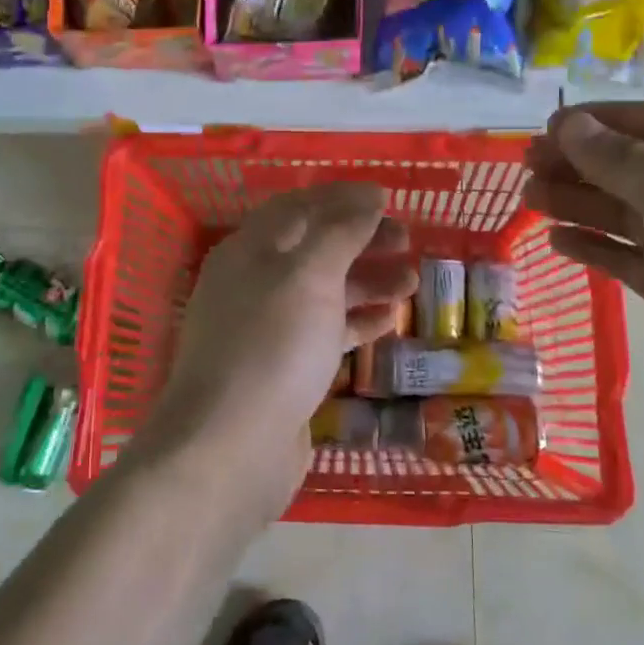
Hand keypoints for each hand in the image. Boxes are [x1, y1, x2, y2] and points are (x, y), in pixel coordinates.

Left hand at [136, 183, 415, 523]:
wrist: (231, 447)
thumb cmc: (271, 346)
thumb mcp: (309, 276)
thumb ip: (340, 232)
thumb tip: (368, 197)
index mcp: (250, 250)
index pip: (299, 207)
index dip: (342, 198)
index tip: (388, 198)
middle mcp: (255, 283)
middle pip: (313, 248)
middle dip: (360, 240)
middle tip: (407, 240)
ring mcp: (268, 328)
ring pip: (323, 292)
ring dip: (367, 282)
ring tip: (412, 283)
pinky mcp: (283, 368)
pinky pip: (324, 333)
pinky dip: (356, 323)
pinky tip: (388, 322)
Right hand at [523, 104, 643, 461]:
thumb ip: (625, 165)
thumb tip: (570, 123)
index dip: (603, 121)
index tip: (549, 128)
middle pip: (635, 168)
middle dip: (581, 162)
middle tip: (527, 166)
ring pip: (624, 214)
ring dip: (578, 203)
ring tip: (530, 199)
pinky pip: (626, 258)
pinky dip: (593, 247)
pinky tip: (557, 242)